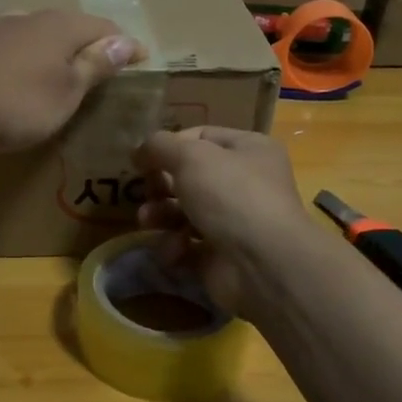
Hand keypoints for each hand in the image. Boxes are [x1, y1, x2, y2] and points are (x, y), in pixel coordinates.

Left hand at [0, 10, 142, 153]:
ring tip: (47, 58)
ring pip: (23, 28)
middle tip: (98, 60)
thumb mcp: (68, 92)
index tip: (142, 58)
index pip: (102, 27)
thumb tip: (124, 41)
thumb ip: (94, 66)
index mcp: (59, 27)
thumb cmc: (19, 104)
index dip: (124, 44)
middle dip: (83, 39)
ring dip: (39, 41)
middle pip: (63, 24)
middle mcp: (26, 19)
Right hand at [132, 127, 321, 317]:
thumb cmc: (230, 195)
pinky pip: (186, 245)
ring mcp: (233, 222)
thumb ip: (159, 146)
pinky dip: (175, 247)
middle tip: (145, 192)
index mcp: (249, 150)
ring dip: (160, 215)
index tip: (143, 159)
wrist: (262, 264)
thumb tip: (139, 150)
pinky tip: (175, 249)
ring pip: (183, 212)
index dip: (170, 146)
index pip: (201, 137)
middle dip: (161, 185)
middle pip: (189, 177)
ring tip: (147, 221)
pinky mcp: (219, 256)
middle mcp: (245, 183)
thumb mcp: (191, 156)